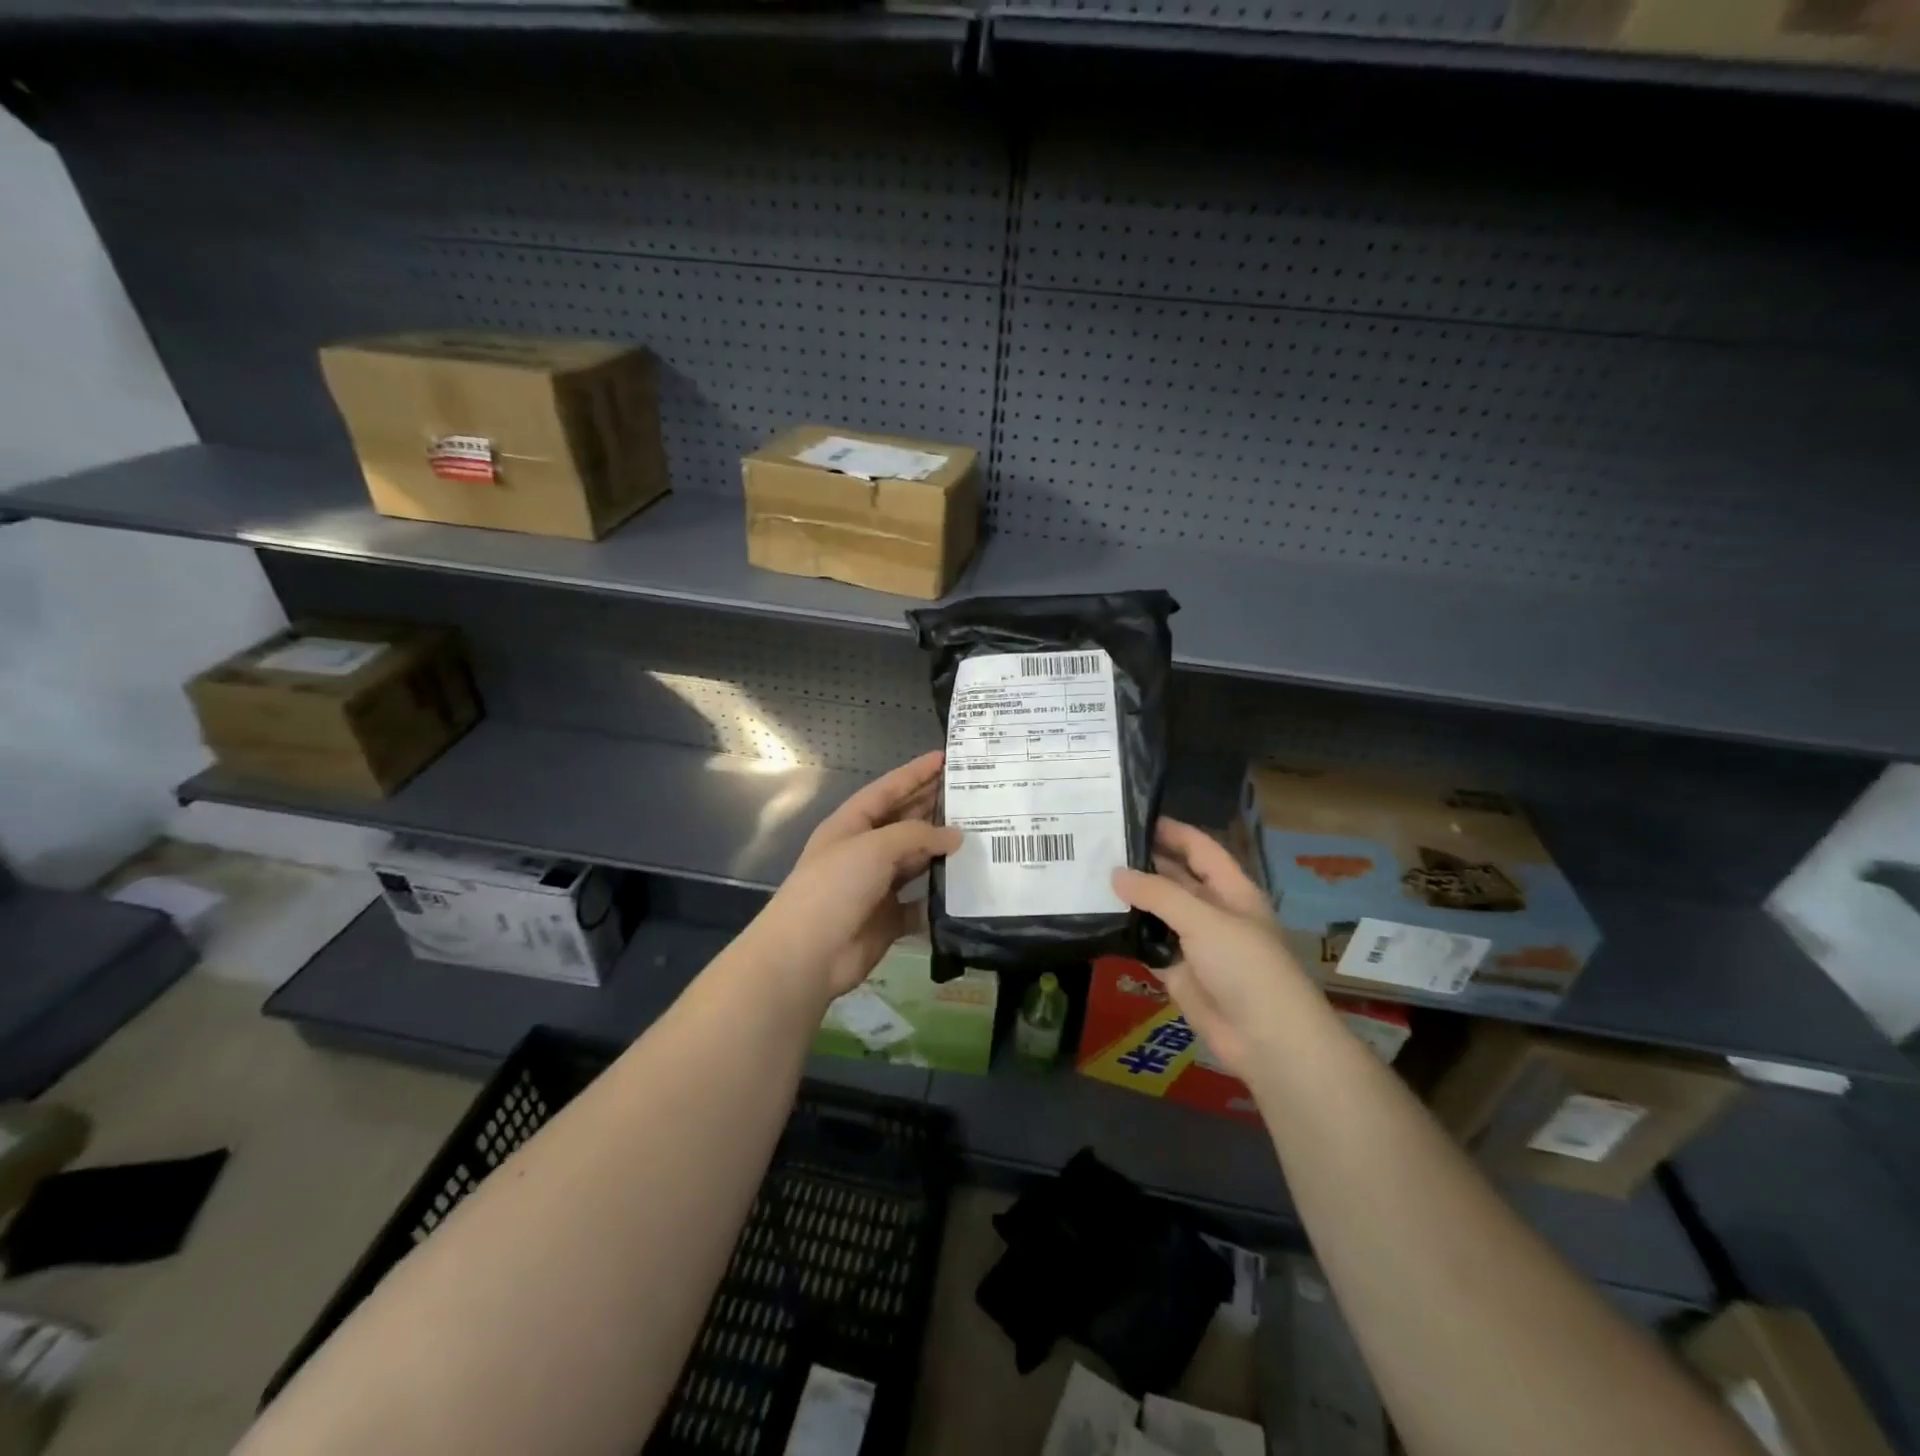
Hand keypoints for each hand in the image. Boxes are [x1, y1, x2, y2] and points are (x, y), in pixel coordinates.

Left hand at [747, 751, 960, 1006]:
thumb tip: (955, 837)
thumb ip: (917, 835)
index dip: (916, 773)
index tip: (947, 758)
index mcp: (852, 824)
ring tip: (981, 837)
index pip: (888, 789)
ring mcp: (876, 886)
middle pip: (904, 822)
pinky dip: (941, 898)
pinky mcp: (889, 918)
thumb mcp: (874, 847)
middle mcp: (864, 850)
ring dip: (942, 852)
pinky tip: (968, 887)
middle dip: (934, 808)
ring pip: (916, 861)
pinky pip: (921, 903)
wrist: (808, 955)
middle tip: (974, 797)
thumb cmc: (834, 887)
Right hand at [1111, 819, 1312, 1081]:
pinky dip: (1126, 934)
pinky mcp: (1177, 971)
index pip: (1199, 848)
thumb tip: (1115, 874)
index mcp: (1231, 889)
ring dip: (1130, 898)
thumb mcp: (1204, 919)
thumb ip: (1158, 894)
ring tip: (1087, 877)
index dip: (1171, 830)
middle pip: (1174, 877)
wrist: (1266, 1038)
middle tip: (1096, 847)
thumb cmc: (1246, 966)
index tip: (1131, 816)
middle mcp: (1212, 910)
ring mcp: (1194, 942)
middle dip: (1142, 863)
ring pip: (1157, 912)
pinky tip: (1096, 919)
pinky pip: (1147, 945)